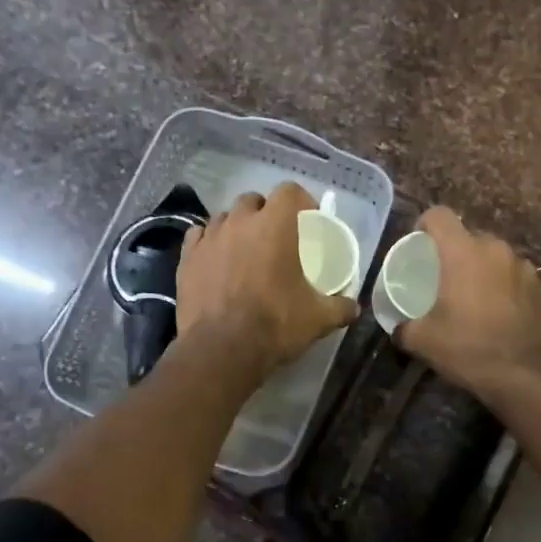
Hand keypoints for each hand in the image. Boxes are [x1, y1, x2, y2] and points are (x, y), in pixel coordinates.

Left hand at [177, 182, 358, 377]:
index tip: (307, 219)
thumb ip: (340, 307)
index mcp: (275, 226)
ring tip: (244, 250)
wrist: (221, 350)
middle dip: (265, 212)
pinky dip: (209, 242)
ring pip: (224, 217)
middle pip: (253, 201)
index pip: (289, 191)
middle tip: (275, 237)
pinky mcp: (187, 258)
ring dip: (236, 226)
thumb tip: (353, 307)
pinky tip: (216, 259)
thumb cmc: (275, 325)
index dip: (300, 201)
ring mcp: (209, 238)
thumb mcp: (318, 319)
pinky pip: (199, 236)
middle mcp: (239, 222)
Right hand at [397, 206, 540, 389]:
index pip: (439, 215)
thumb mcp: (423, 340)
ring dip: (483, 270)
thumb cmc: (467, 348)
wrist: (524, 375)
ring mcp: (524, 266)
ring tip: (475, 296)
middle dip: (456, 252)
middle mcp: (495, 249)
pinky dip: (505, 287)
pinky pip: (516, 277)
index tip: (420, 244)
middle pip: (469, 236)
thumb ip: (405, 326)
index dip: (425, 224)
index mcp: (462, 252)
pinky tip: (500, 313)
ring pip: (495, 257)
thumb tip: (399, 327)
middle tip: (445, 278)